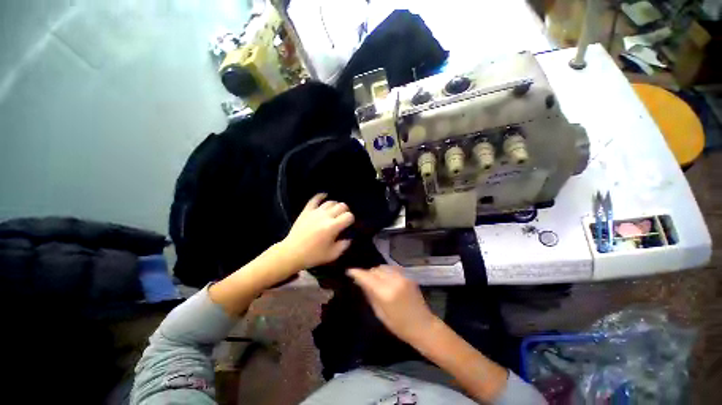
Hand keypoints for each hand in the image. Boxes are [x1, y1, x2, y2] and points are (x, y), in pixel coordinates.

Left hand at [279, 193, 354, 270]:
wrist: (292, 253)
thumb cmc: (313, 255)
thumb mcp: (333, 254)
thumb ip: (344, 245)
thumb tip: (349, 238)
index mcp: (333, 227)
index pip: (348, 216)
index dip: (351, 219)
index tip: (348, 225)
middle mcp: (325, 216)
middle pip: (341, 206)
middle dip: (345, 211)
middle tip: (343, 218)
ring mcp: (315, 212)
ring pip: (331, 202)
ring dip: (336, 205)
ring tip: (335, 211)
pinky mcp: (306, 211)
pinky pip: (315, 199)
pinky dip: (321, 196)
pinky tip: (325, 196)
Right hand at [347, 265, 437, 343]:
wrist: (423, 325)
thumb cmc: (399, 325)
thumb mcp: (380, 313)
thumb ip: (370, 294)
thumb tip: (360, 281)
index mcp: (386, 293)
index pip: (367, 277)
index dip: (357, 273)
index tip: (350, 271)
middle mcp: (394, 281)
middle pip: (375, 270)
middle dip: (368, 273)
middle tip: (364, 280)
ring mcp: (402, 276)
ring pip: (383, 267)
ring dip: (377, 272)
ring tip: (375, 280)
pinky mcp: (408, 275)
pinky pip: (392, 268)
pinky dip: (386, 271)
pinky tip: (385, 279)